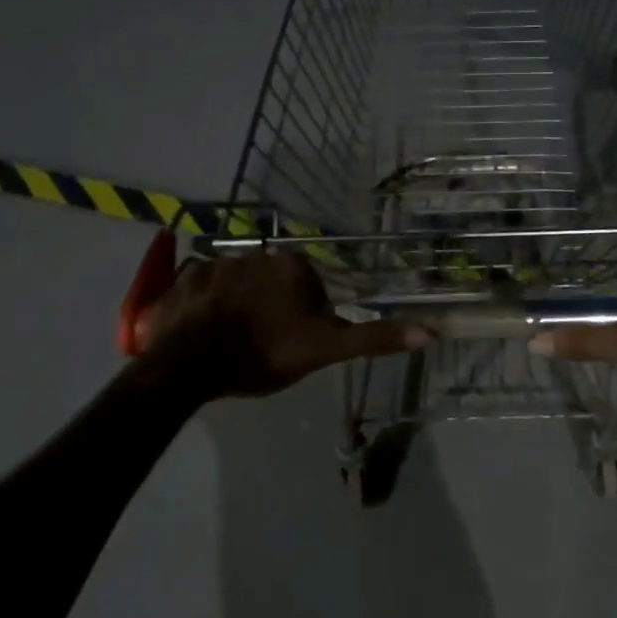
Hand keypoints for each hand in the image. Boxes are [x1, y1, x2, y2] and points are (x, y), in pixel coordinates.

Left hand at [137, 251, 428, 399]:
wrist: (191, 365)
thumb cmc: (265, 353)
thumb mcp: (326, 350)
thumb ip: (374, 338)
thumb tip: (431, 331)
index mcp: (293, 266)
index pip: (311, 288)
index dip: (306, 318)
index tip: (293, 342)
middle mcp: (257, 253)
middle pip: (274, 283)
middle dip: (272, 307)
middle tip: (263, 344)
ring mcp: (216, 262)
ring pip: (239, 284)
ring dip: (238, 305)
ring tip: (231, 340)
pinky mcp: (184, 277)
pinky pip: (203, 287)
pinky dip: (206, 304)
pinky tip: (204, 330)